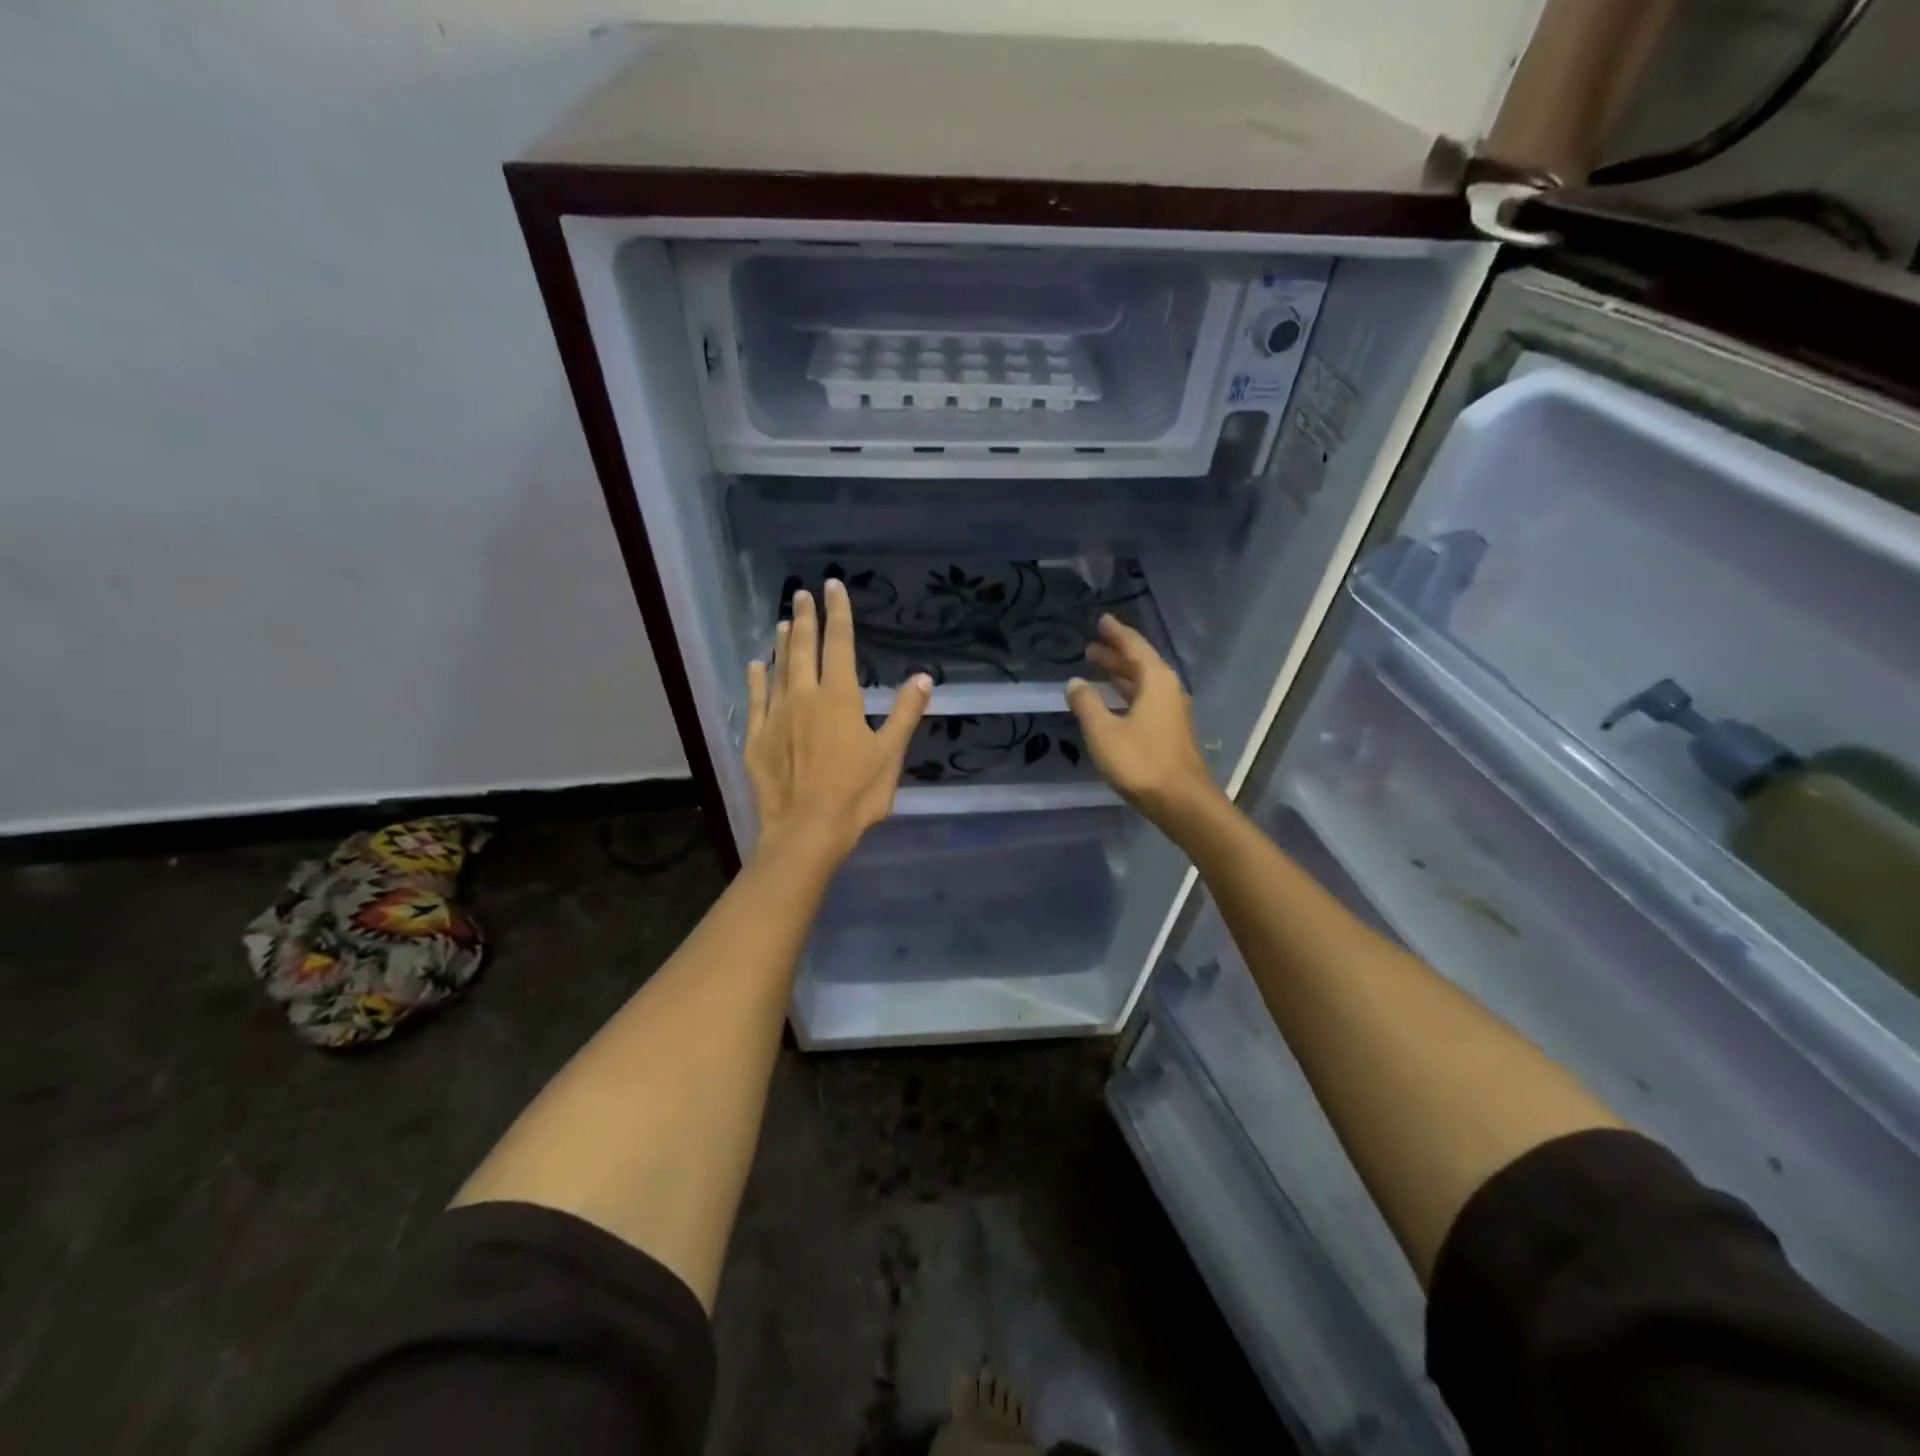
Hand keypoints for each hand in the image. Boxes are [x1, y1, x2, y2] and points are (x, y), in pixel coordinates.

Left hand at [745, 580, 931, 864]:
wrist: (806, 830)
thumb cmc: (856, 794)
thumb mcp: (890, 754)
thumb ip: (905, 713)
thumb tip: (923, 676)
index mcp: (839, 698)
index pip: (840, 645)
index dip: (838, 613)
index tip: (833, 586)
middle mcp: (804, 697)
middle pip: (803, 648)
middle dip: (805, 618)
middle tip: (802, 593)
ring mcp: (776, 716)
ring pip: (778, 669)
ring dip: (781, 644)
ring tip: (783, 622)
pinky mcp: (757, 738)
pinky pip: (755, 700)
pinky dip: (756, 679)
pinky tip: (755, 665)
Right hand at [1066, 615, 1218, 826]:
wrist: (1182, 802)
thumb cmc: (1141, 762)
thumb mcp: (1104, 732)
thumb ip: (1087, 704)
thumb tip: (1074, 683)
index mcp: (1155, 681)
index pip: (1134, 647)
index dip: (1116, 634)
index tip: (1102, 621)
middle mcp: (1168, 690)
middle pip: (1140, 664)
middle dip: (1116, 655)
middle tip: (1091, 648)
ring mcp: (1172, 712)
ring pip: (1143, 684)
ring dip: (1120, 676)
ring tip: (1097, 669)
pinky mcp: (1171, 732)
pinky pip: (1145, 700)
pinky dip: (1127, 695)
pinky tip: (1113, 704)